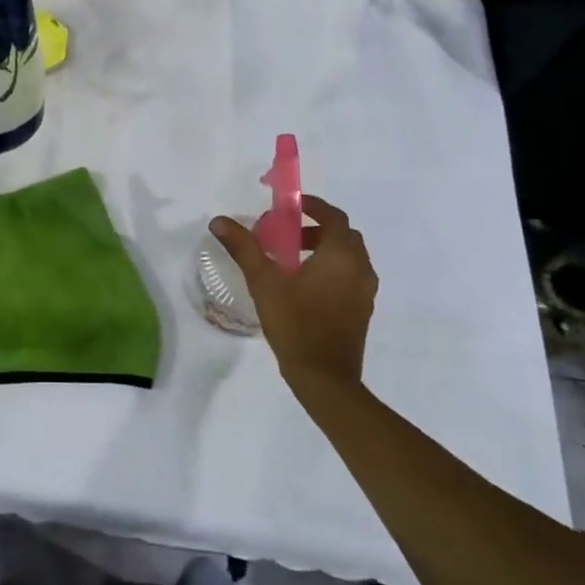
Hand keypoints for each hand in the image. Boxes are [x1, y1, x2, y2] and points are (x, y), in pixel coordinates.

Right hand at [210, 195, 376, 394]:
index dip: (312, 206)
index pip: (333, 216)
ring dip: (322, 249)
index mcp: (342, 255)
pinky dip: (330, 269)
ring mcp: (365, 292)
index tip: (289, 207)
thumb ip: (243, 247)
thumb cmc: (295, 323)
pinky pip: (349, 276)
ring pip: (347, 257)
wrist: (324, 378)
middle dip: (314, 228)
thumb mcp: (263, 281)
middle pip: (342, 235)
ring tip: (289, 261)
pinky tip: (302, 287)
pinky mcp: (362, 310)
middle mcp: (360, 268)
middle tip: (284, 235)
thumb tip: (219, 221)